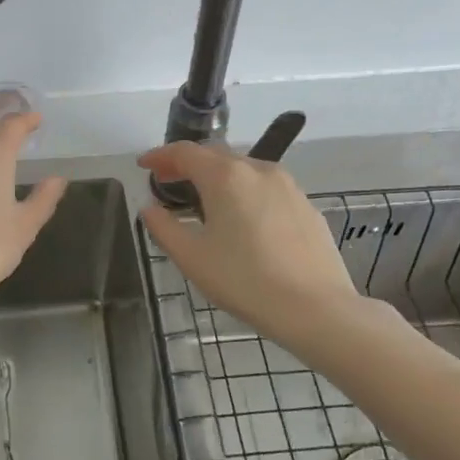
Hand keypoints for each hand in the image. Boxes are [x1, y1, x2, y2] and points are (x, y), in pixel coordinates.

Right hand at [139, 141, 383, 355]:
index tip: (144, 165)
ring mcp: (288, 185)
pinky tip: (242, 219)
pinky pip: (266, 188)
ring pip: (244, 170)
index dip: (160, 155)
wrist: (315, 308)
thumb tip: (150, 208)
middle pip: (215, 155)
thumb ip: (164, 227)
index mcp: (225, 176)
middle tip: (168, 181)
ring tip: (203, 200)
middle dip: (188, 164)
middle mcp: (258, 169)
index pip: (185, 152)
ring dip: (218, 177)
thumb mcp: (191, 257)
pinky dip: (244, 192)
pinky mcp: (306, 205)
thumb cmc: (244, 280)